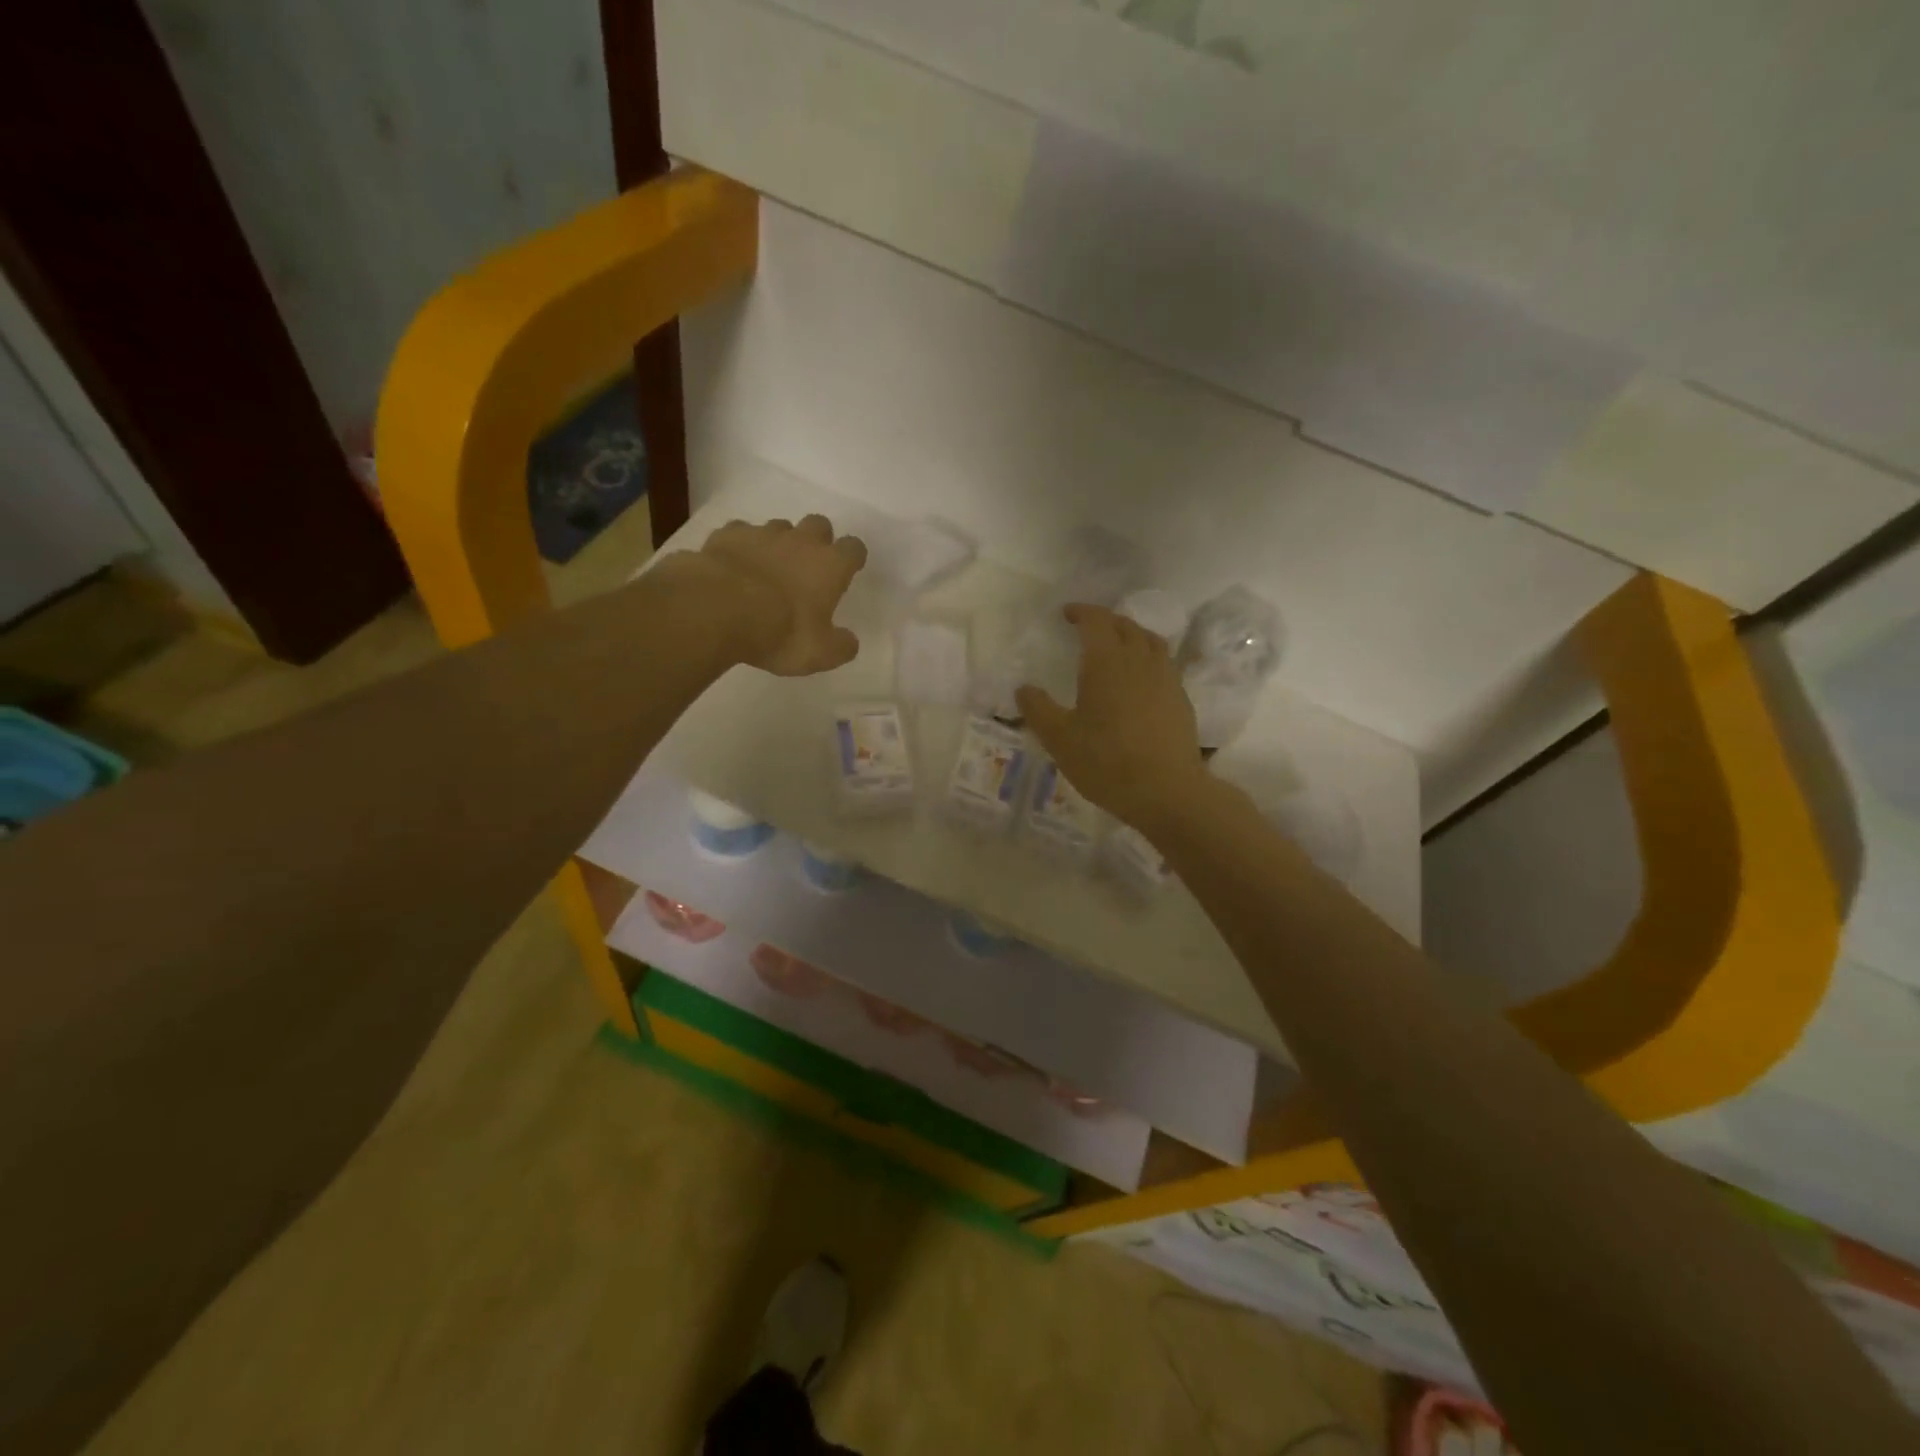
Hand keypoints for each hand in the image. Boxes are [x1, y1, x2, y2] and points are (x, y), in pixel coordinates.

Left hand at [695, 514, 867, 675]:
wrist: (717, 610)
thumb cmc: (780, 632)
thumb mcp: (820, 653)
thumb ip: (840, 646)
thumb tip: (849, 641)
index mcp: (830, 566)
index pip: (854, 548)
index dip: (852, 558)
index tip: (846, 572)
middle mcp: (801, 541)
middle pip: (819, 525)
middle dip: (817, 541)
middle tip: (807, 568)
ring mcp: (762, 533)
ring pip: (779, 527)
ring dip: (779, 543)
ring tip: (767, 569)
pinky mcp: (727, 535)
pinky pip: (740, 533)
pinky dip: (741, 546)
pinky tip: (734, 566)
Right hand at [1016, 604, 1207, 830]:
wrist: (1166, 791)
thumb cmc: (1106, 761)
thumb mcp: (1059, 739)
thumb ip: (1038, 709)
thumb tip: (1024, 688)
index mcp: (1107, 662)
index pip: (1096, 621)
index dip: (1081, 612)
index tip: (1067, 613)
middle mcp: (1139, 661)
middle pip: (1126, 626)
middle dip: (1105, 621)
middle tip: (1088, 627)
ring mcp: (1166, 678)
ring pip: (1150, 641)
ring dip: (1131, 634)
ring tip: (1118, 645)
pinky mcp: (1181, 699)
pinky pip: (1165, 663)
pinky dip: (1148, 658)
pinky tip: (1141, 679)